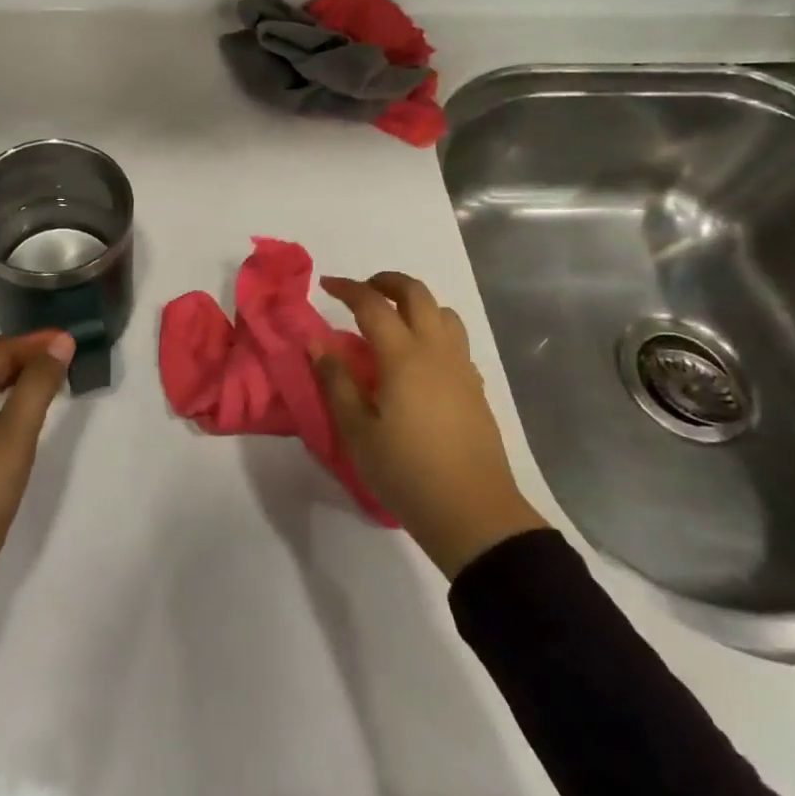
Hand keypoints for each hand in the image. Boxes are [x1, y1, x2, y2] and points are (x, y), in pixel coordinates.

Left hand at [0, 331, 73, 628]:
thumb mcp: (15, 436)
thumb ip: (38, 385)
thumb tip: (60, 342)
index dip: (32, 341)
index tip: (69, 340)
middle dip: (23, 354)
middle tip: (63, 357)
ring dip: (14, 376)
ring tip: (50, 380)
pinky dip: (4, 399)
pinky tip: (22, 416)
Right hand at [315, 272, 546, 578]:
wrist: (473, 514)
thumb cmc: (407, 472)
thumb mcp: (357, 432)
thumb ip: (336, 382)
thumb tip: (318, 343)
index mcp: (403, 356)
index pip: (373, 304)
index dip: (348, 288)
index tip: (326, 285)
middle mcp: (436, 350)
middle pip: (417, 294)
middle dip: (387, 282)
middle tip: (362, 292)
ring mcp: (461, 368)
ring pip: (443, 313)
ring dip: (416, 304)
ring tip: (393, 321)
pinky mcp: (476, 388)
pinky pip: (456, 341)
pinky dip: (434, 331)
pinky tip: (419, 359)